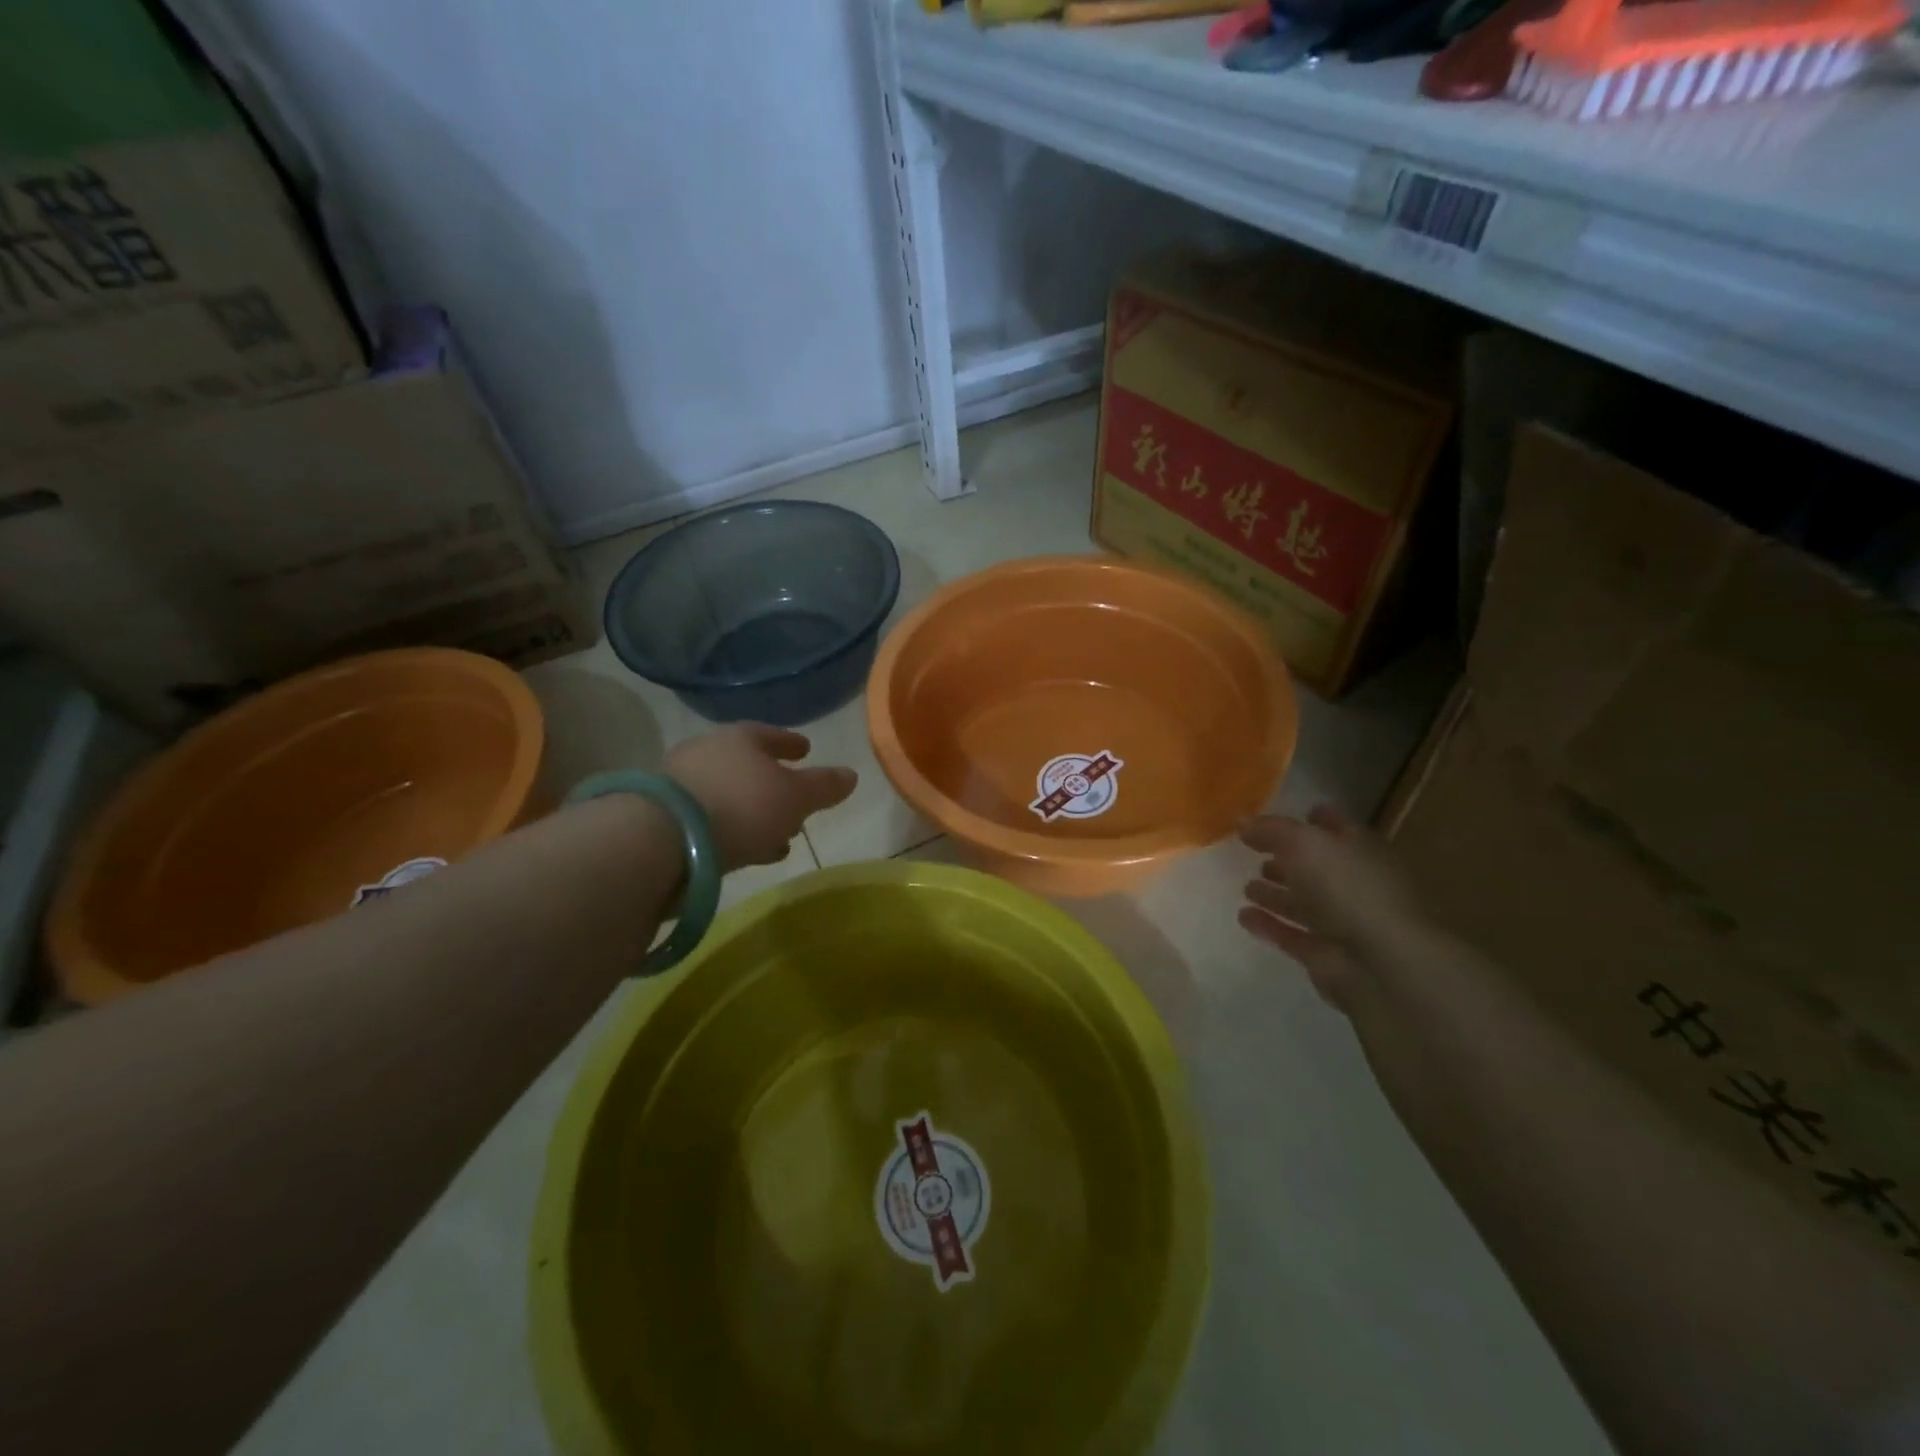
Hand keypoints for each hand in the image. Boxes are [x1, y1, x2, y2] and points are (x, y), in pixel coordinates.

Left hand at [665, 723, 856, 870]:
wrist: (661, 839)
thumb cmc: (741, 806)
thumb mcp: (795, 798)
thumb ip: (824, 786)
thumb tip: (851, 774)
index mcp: (740, 738)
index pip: (770, 734)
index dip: (791, 743)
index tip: (806, 749)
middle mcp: (707, 752)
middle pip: (746, 765)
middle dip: (771, 784)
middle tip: (794, 801)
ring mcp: (680, 784)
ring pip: (728, 795)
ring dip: (752, 813)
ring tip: (776, 837)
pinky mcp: (662, 817)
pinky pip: (708, 819)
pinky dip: (730, 830)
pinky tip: (743, 850)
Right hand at [1238, 806, 1422, 1011]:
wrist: (1380, 962)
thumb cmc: (1347, 887)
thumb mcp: (1303, 842)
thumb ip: (1271, 830)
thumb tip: (1242, 821)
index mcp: (1360, 849)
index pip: (1335, 827)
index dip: (1313, 819)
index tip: (1282, 817)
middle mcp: (1353, 883)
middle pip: (1316, 867)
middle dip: (1287, 859)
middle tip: (1255, 853)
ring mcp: (1342, 922)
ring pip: (1303, 903)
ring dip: (1275, 895)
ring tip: (1246, 888)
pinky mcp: (1325, 954)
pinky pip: (1291, 935)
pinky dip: (1268, 925)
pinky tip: (1243, 916)